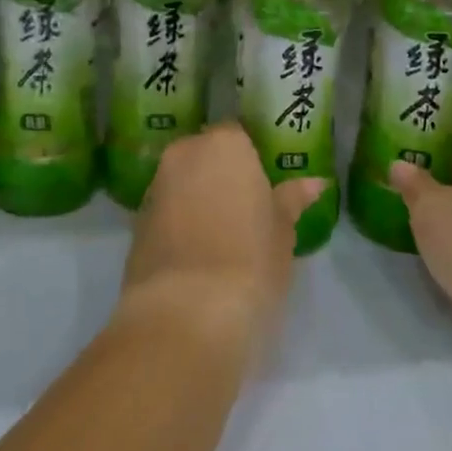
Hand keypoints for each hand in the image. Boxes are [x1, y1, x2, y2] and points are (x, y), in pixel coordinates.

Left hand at [119, 123, 323, 359]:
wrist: (185, 315)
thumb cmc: (249, 262)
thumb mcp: (282, 232)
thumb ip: (292, 200)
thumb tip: (315, 183)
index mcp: (224, 144)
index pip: (239, 135)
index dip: (252, 160)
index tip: (264, 187)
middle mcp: (184, 154)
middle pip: (206, 155)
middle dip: (222, 176)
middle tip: (246, 211)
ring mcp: (156, 186)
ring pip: (183, 183)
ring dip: (199, 199)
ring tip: (222, 238)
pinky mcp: (136, 222)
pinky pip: (166, 211)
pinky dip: (179, 224)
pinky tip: (197, 256)